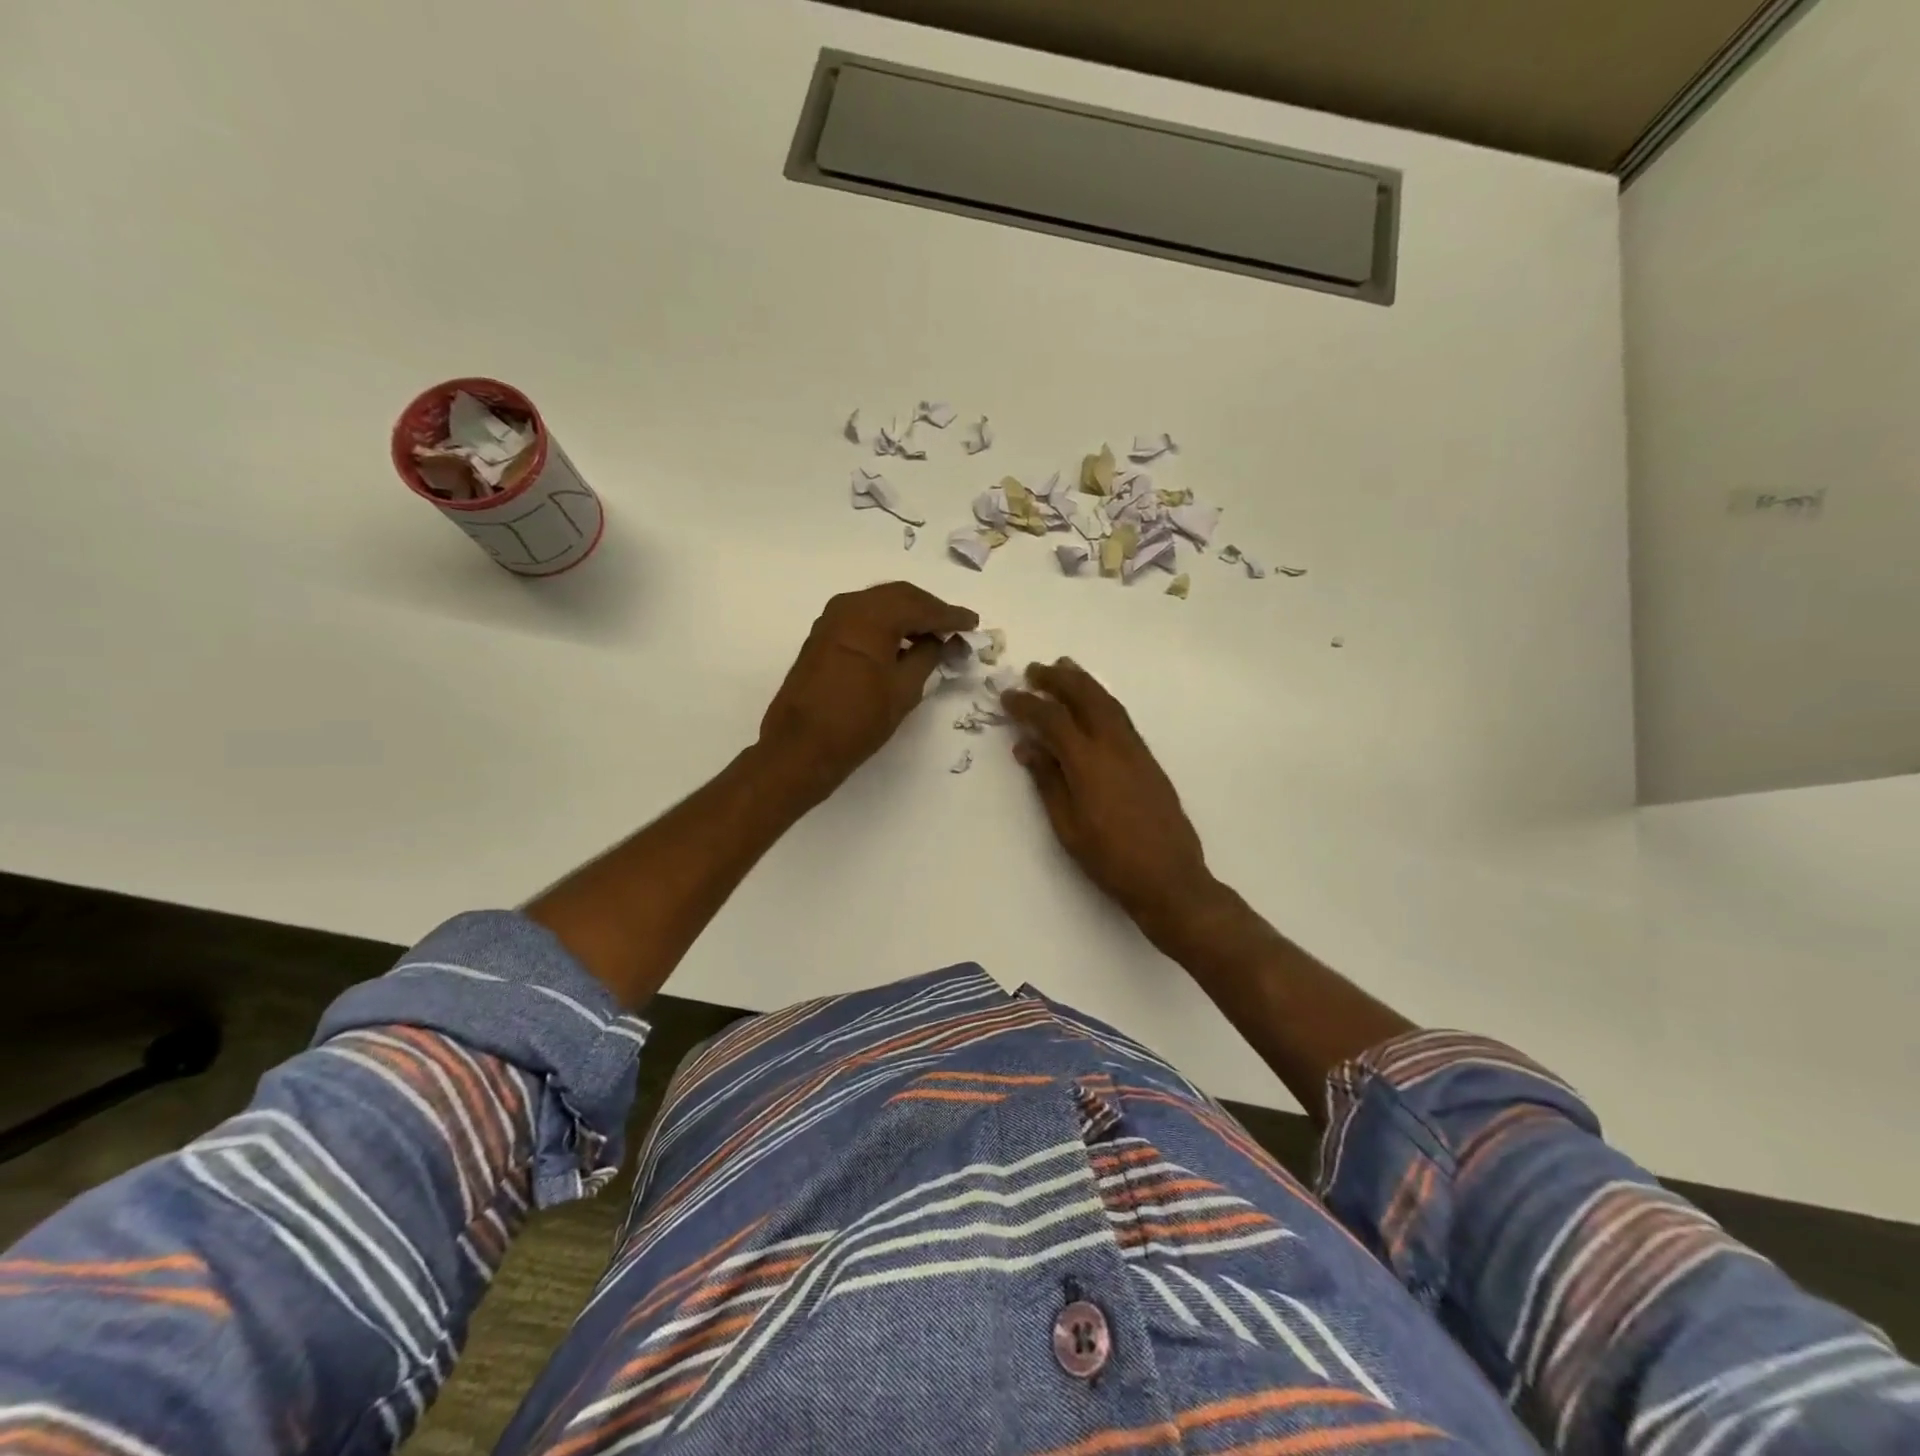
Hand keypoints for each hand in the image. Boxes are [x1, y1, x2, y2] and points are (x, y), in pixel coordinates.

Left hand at [759, 582, 977, 800]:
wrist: (801, 746)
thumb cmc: (858, 720)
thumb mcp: (904, 689)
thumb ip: (928, 657)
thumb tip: (941, 641)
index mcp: (872, 616)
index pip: (921, 607)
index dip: (950, 615)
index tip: (973, 623)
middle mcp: (849, 606)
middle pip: (899, 596)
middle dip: (929, 610)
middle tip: (954, 627)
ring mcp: (831, 619)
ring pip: (879, 604)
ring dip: (907, 615)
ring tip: (933, 636)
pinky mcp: (822, 636)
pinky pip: (862, 617)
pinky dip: (886, 624)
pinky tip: (902, 643)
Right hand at [1002, 659, 1213, 931]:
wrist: (1169, 878)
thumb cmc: (1110, 859)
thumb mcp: (1067, 826)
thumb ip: (1047, 781)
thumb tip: (1026, 747)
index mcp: (1088, 762)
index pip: (1052, 719)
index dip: (1027, 704)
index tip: (1007, 697)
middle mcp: (1114, 745)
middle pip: (1085, 696)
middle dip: (1058, 679)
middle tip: (1034, 670)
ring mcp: (1135, 750)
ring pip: (1107, 702)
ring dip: (1083, 682)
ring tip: (1063, 669)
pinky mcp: (1148, 759)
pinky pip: (1120, 716)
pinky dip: (1101, 699)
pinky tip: (1092, 703)